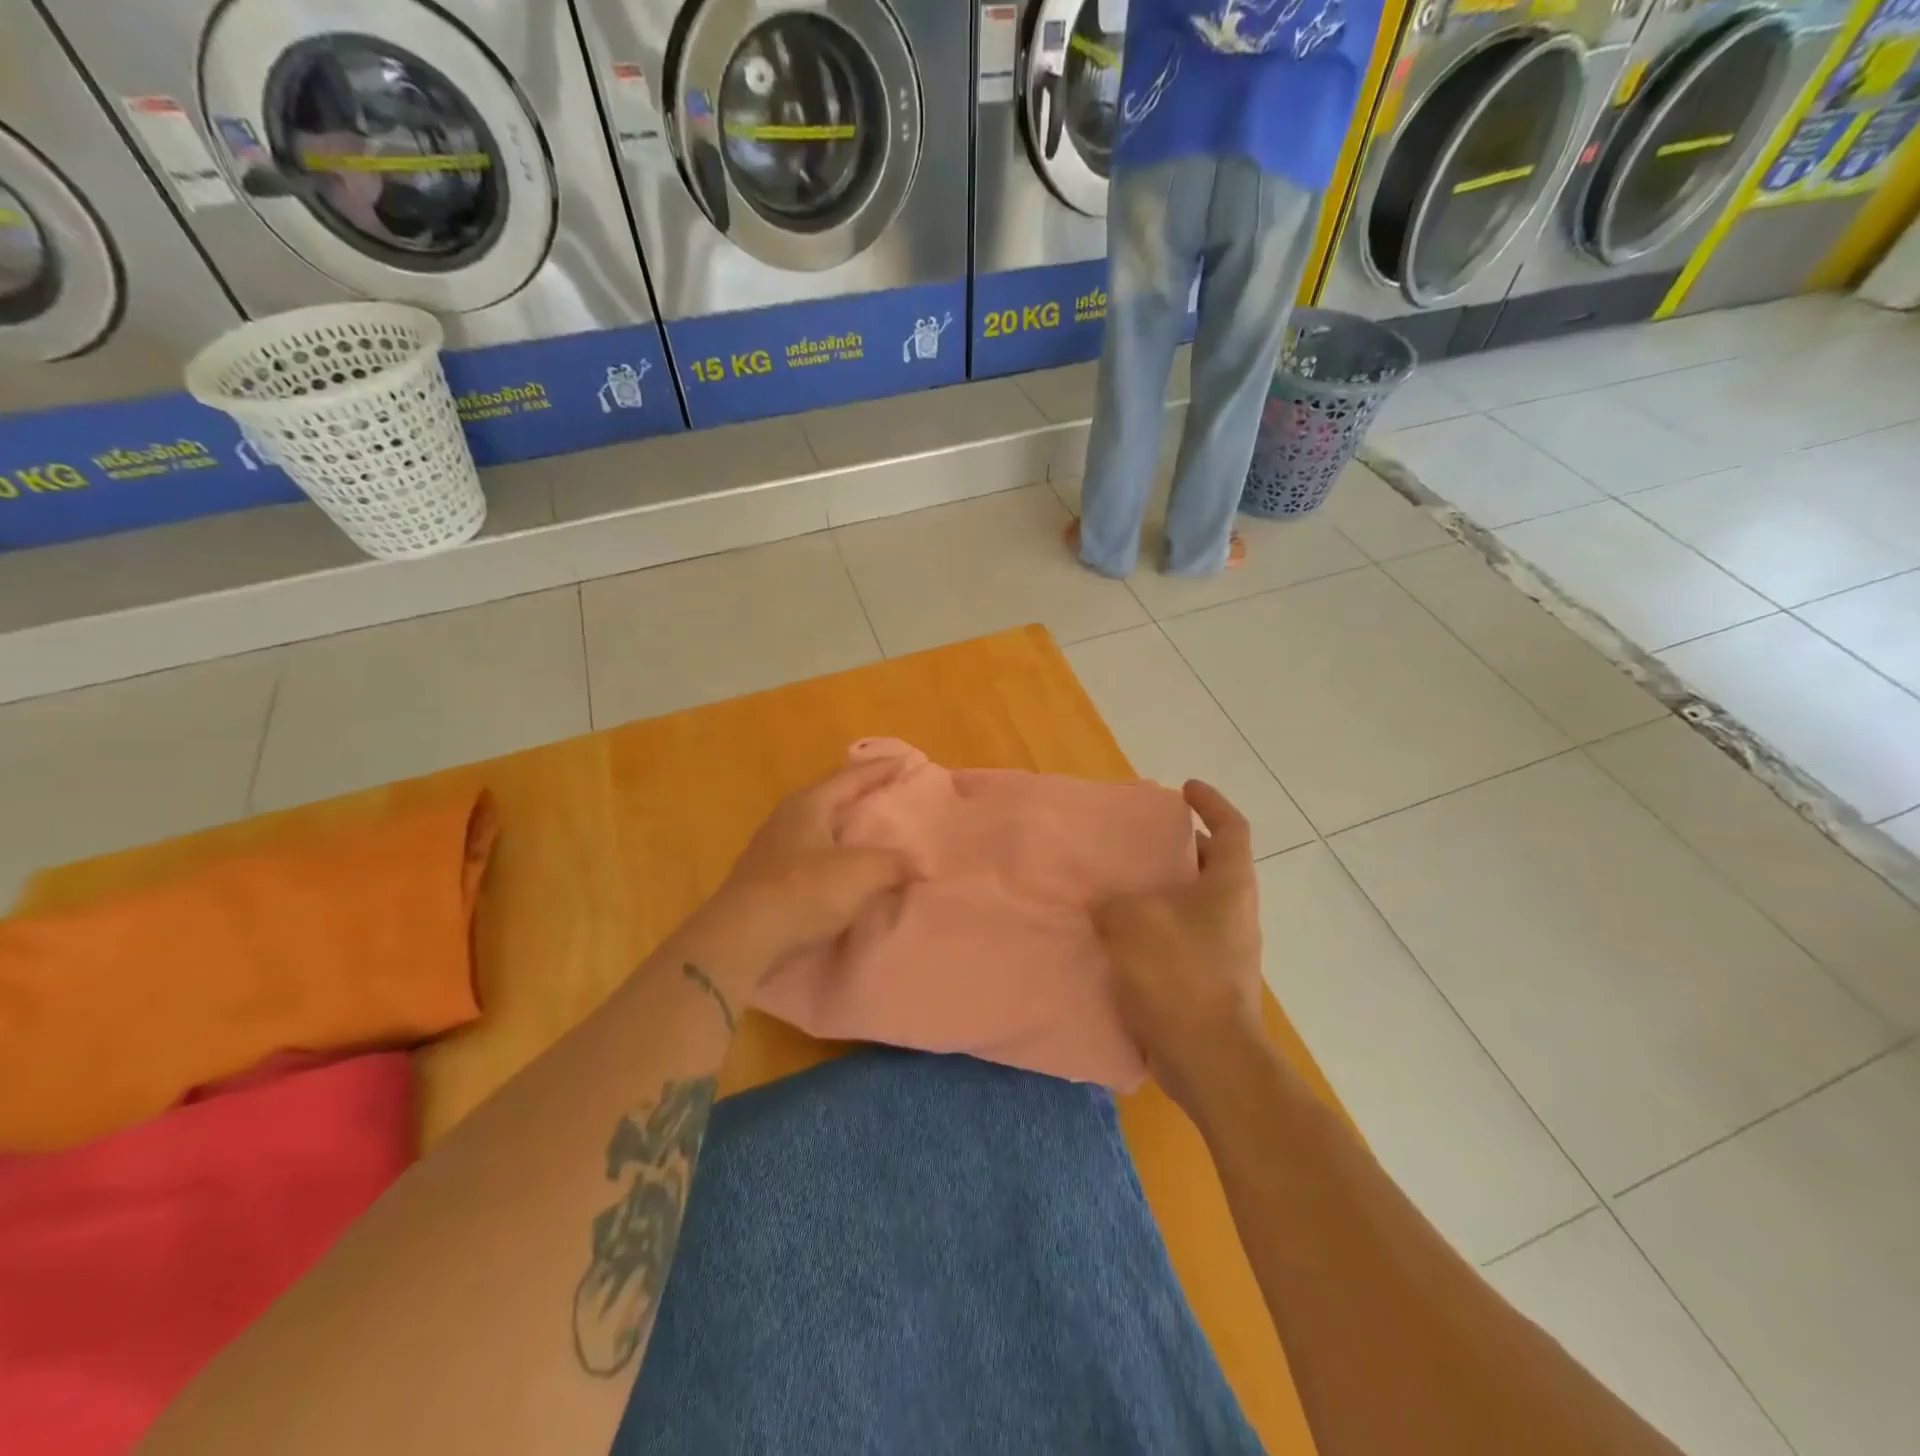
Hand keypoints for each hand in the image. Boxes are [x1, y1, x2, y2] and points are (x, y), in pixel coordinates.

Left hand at [705, 757, 913, 968]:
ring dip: (844, 829)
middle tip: (889, 794)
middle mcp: (787, 819)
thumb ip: (894, 864)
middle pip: (831, 799)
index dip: (880, 769)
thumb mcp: (860, 873)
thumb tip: (919, 865)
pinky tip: (845, 872)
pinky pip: (810, 859)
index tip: (905, 761)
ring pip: (818, 829)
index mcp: (808, 805)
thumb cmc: (803, 892)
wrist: (742, 939)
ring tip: (870, 833)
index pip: (850, 777)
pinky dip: (833, 858)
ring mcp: (772, 851)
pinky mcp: (767, 882)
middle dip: (860, 795)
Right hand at [1094, 780, 1264, 1116]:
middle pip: (1213, 865)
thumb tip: (1106, 904)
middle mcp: (1235, 913)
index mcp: (1229, 886)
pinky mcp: (1211, 981)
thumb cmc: (1178, 976)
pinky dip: (1157, 930)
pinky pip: (1182, 939)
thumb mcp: (1132, 923)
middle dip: (1180, 849)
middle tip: (1141, 843)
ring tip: (1122, 888)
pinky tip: (1121, 938)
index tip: (1184, 790)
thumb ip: (1113, 902)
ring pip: (1195, 905)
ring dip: (1165, 893)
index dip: (1211, 803)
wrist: (1209, 1060)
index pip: (1231, 828)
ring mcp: (1226, 950)